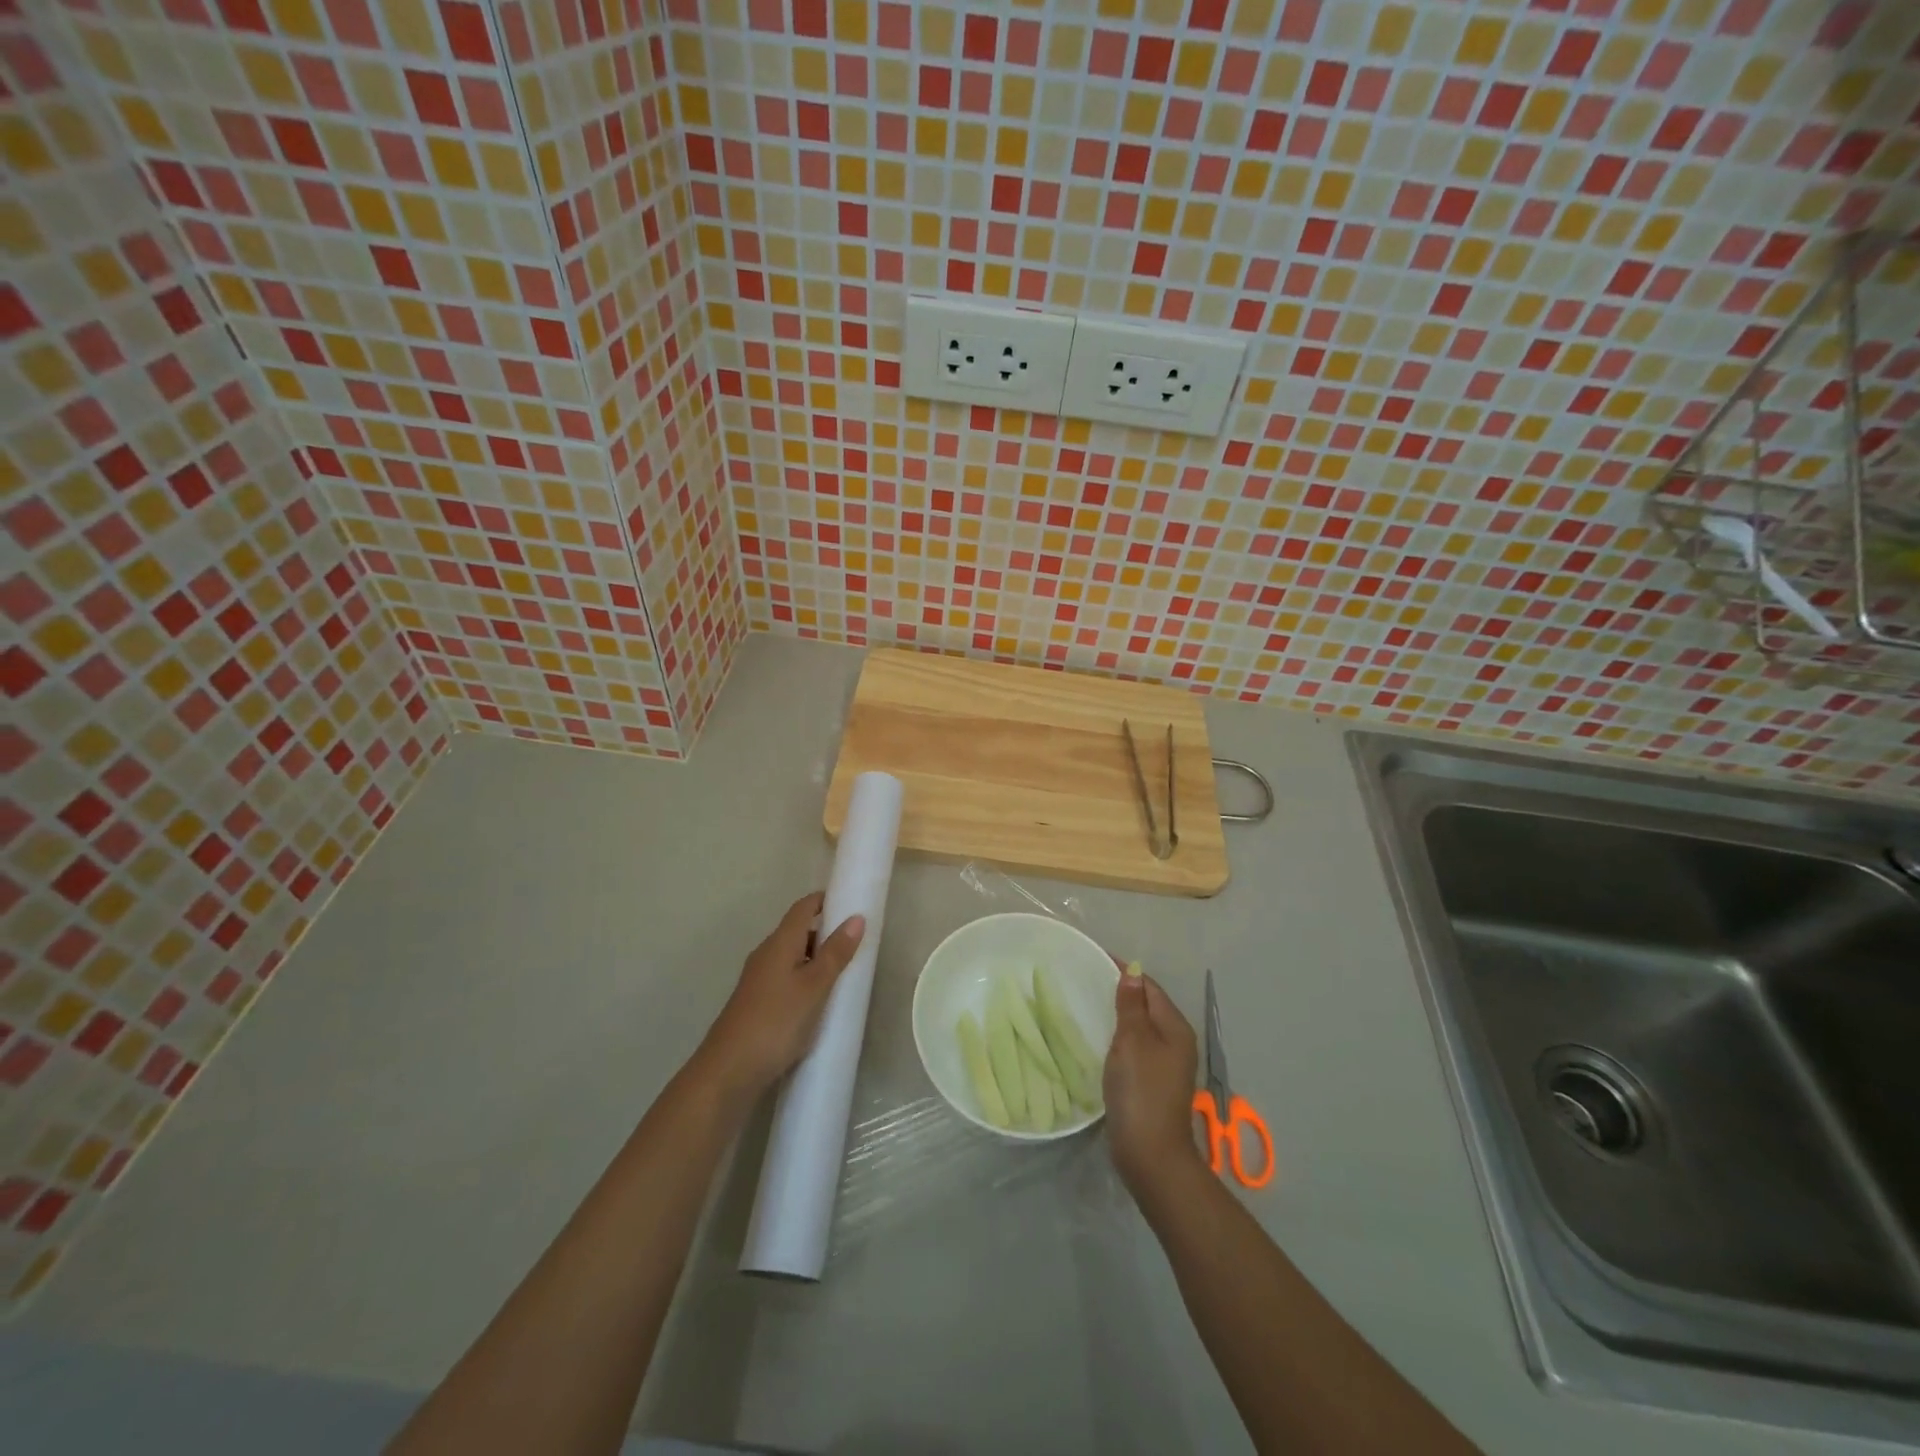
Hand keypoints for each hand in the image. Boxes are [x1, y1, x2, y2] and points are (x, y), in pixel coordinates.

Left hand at [698, 893, 864, 1100]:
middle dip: (826, 931)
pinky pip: (787, 977)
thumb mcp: (815, 986)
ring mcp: (759, 979)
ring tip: (844, 972)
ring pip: (792, 956)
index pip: (803, 908)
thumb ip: (836, 953)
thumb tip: (857, 917)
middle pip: (798, 931)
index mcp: (780, 943)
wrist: (729, 1071)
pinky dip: (805, 978)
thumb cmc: (776, 1021)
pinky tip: (819, 999)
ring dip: (816, 958)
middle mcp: (766, 954)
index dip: (825, 900)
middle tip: (857, 942)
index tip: (851, 901)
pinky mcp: (757, 1002)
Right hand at [1103, 968, 1201, 1194]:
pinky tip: (1099, 1039)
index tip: (1095, 959)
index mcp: (1176, 1027)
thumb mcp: (1133, 1041)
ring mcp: (1165, 1064)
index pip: (1150, 987)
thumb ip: (1131, 1006)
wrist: (1150, 1154)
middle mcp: (1176, 1042)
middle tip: (1086, 980)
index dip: (1126, 972)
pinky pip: (1135, 1047)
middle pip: (1148, 1006)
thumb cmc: (1141, 1090)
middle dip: (1122, 991)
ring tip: (1088, 1005)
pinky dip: (1118, 1037)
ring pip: (1141, 1027)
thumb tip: (1132, 973)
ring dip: (1119, 1015)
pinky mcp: (1152, 1083)